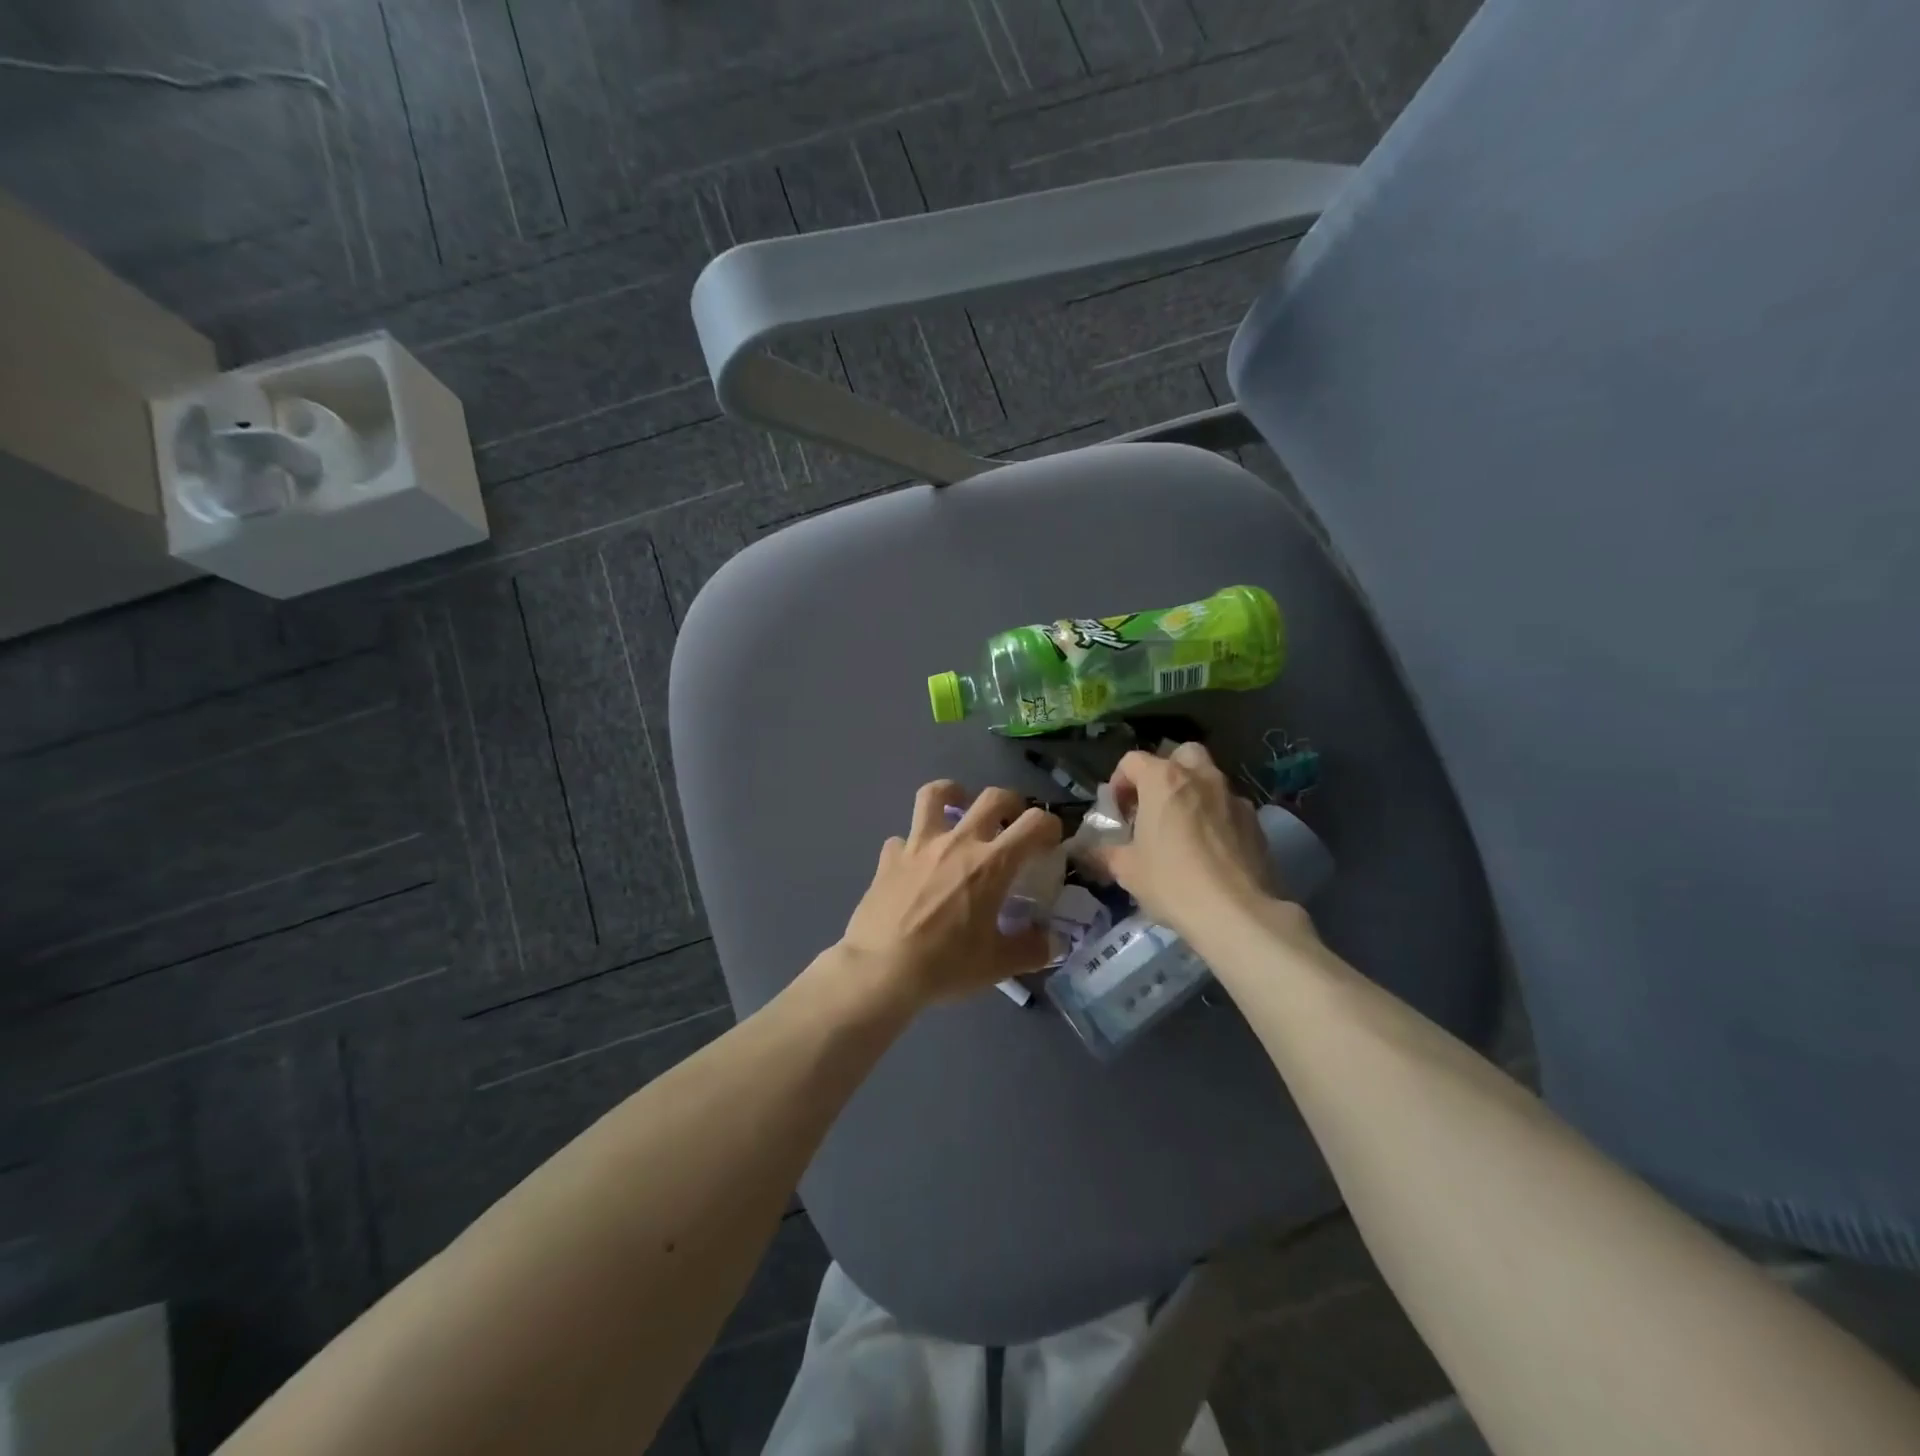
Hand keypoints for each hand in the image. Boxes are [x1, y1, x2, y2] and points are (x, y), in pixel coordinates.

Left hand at [841, 781, 1062, 1007]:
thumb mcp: (998, 965)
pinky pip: (903, 838)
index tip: (1051, 840)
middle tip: (1012, 823)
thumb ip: (1032, 950)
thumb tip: (1053, 942)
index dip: (1050, 825)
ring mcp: (919, 845)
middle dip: (1011, 803)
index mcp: (991, 864)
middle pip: (992, 797)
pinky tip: (916, 864)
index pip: (1034, 824)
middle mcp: (957, 843)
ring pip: (935, 794)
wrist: (881, 971)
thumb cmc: (945, 965)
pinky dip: (913, 844)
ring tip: (959, 808)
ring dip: (953, 794)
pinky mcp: (889, 857)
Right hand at [1088, 743, 1284, 940]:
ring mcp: (1232, 797)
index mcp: (1163, 780)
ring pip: (1209, 779)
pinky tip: (1211, 849)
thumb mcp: (1126, 870)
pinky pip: (1229, 806)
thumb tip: (1084, 851)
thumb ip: (1103, 853)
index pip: (1133, 760)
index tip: (1118, 811)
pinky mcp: (1255, 821)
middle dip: (1165, 772)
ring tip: (1183, 829)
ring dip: (1193, 793)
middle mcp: (1200, 777)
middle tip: (1155, 805)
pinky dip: (1217, 817)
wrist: (1236, 912)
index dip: (1119, 782)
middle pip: (1180, 755)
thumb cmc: (1172, 882)